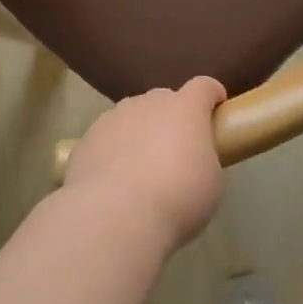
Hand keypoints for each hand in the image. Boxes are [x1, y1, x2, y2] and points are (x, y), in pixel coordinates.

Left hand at [63, 78, 226, 249]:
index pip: (203, 86)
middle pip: (164, 99)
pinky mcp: (86, 139)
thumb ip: (202, 159)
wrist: (115, 216)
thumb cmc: (177, 198)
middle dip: (172, 117)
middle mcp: (147, 104)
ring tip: (140, 168)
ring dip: (140, 132)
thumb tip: (191, 159)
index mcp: (184, 109)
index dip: (211, 96)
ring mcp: (112, 118)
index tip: (216, 109)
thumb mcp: (210, 182)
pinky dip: (113, 151)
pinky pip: (107, 138)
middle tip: (176, 150)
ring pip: (131, 116)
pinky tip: (113, 181)